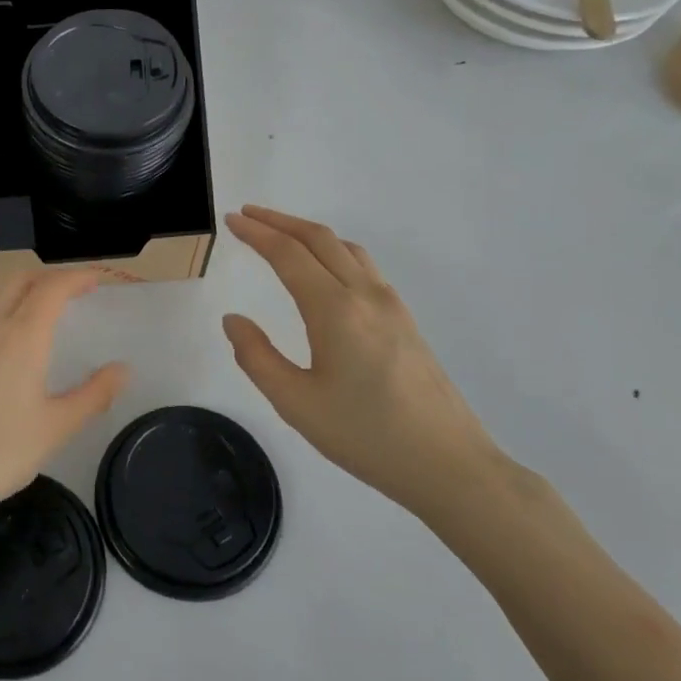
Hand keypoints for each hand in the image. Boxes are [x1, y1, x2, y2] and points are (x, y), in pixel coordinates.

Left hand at [0, 268, 128, 540]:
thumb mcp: (55, 428)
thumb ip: (93, 395)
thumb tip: (122, 369)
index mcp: (21, 336)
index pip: (52, 287)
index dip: (77, 277)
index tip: (97, 279)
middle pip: (19, 280)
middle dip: (48, 277)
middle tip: (72, 290)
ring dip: (20, 288)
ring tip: (40, 307)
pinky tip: (2, 338)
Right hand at [221, 206, 501, 519]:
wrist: (449, 464)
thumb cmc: (366, 436)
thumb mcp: (296, 403)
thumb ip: (257, 357)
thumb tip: (234, 320)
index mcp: (334, 310)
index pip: (288, 254)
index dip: (257, 233)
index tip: (232, 220)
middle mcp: (364, 295)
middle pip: (319, 239)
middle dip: (279, 221)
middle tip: (248, 215)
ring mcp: (391, 305)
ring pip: (345, 248)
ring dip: (308, 233)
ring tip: (280, 234)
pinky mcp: (405, 320)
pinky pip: (363, 266)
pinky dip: (333, 250)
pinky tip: (325, 269)